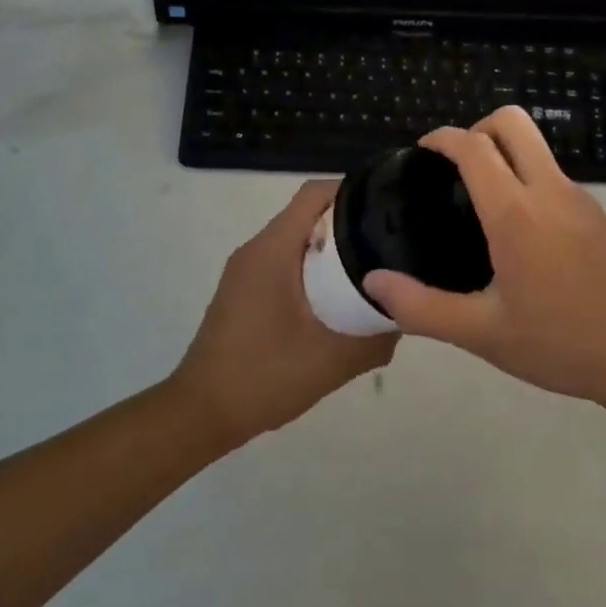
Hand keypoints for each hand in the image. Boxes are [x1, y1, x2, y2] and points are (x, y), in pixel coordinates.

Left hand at [171, 180, 395, 443]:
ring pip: (297, 240)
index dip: (354, 192)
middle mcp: (256, 249)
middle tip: (389, 245)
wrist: (201, 414)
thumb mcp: (332, 360)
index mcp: (273, 250)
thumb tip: (404, 316)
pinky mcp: (244, 291)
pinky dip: (314, 270)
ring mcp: (246, 270)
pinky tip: (338, 300)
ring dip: (333, 250)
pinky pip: (285, 262)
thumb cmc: (264, 376)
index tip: (388, 210)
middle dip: (350, 224)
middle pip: (309, 214)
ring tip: (372, 271)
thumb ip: (375, 338)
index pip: (315, 193)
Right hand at [364, 107, 605, 408]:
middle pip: (512, 122)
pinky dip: (527, 178)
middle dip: (477, 128)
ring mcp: (580, 198)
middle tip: (455, 168)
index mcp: (517, 214)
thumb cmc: (563, 344)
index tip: (423, 150)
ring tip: (479, 203)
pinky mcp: (598, 213)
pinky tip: (519, 231)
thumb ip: (423, 308)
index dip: (444, 138)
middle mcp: (550, 191)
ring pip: (537, 147)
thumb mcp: (484, 335)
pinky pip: (553, 175)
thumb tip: (374, 282)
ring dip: (504, 154)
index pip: (475, 147)